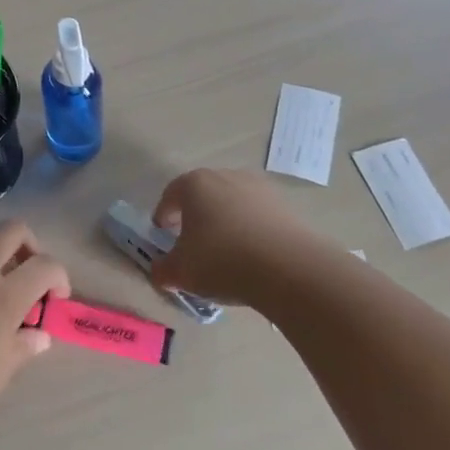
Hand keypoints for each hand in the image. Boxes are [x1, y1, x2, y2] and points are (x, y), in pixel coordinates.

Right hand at [151, 168, 340, 310]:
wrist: (290, 269)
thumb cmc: (222, 260)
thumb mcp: (181, 272)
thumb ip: (162, 270)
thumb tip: (160, 271)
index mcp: (194, 184)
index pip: (170, 195)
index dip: (163, 216)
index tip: (163, 237)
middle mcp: (226, 177)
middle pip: (203, 196)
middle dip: (195, 218)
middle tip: (193, 246)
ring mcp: (260, 189)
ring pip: (233, 205)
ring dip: (226, 225)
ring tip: (227, 256)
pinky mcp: (286, 207)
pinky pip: (258, 218)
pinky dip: (251, 233)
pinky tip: (253, 259)